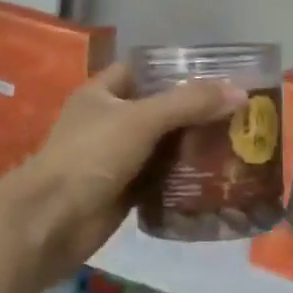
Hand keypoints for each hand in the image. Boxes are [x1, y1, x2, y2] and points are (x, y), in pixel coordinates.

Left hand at [0, 62, 242, 283]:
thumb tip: (240, 92)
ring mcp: (116, 158)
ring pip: (163, 146)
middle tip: (238, 114)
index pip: (145, 71)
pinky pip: (160, 178)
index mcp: (103, 94)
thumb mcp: (141, 120)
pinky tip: (216, 177)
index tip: (219, 77)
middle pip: (160, 110)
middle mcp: (109, 122)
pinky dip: (184, 178)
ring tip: (237, 144)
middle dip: (195, 112)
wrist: (52, 221)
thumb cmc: (90, 157)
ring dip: (193, 147)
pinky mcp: (125, 190)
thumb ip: (189, 104)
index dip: (178, 70)